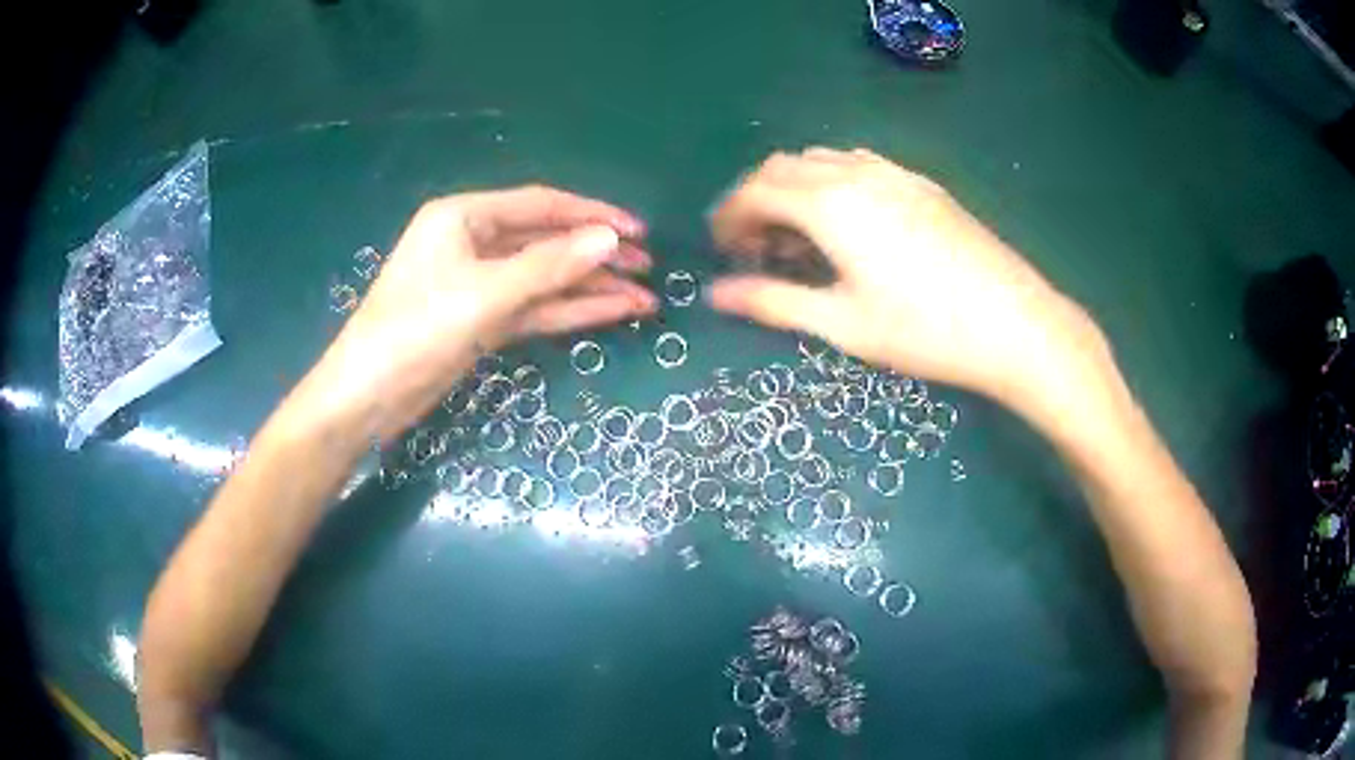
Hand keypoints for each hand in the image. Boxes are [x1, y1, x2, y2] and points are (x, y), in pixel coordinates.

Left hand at [304, 185, 656, 440]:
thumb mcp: (483, 294)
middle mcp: (472, 242)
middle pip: (546, 241)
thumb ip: (548, 266)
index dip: (592, 215)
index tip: (639, 232)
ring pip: (544, 279)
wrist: (367, 397)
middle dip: (596, 255)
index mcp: (463, 217)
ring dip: (590, 288)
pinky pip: (533, 308)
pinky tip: (610, 313)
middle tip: (648, 269)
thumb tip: (610, 239)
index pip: (540, 205)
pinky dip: (569, 311)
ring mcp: (478, 284)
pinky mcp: (482, 320)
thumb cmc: (414, 331)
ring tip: (644, 298)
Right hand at [707, 148, 1104, 414]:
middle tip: (757, 248)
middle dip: (756, 199)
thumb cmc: (925, 331)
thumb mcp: (843, 324)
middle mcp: (857, 174)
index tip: (723, 250)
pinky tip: (848, 222)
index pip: (755, 191)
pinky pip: (859, 163)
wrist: (1015, 323)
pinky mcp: (922, 184)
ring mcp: (894, 173)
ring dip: (794, 187)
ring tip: (800, 236)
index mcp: (830, 204)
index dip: (729, 217)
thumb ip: (773, 302)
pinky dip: (832, 181)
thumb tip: (716, 294)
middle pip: (783, 167)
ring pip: (821, 159)